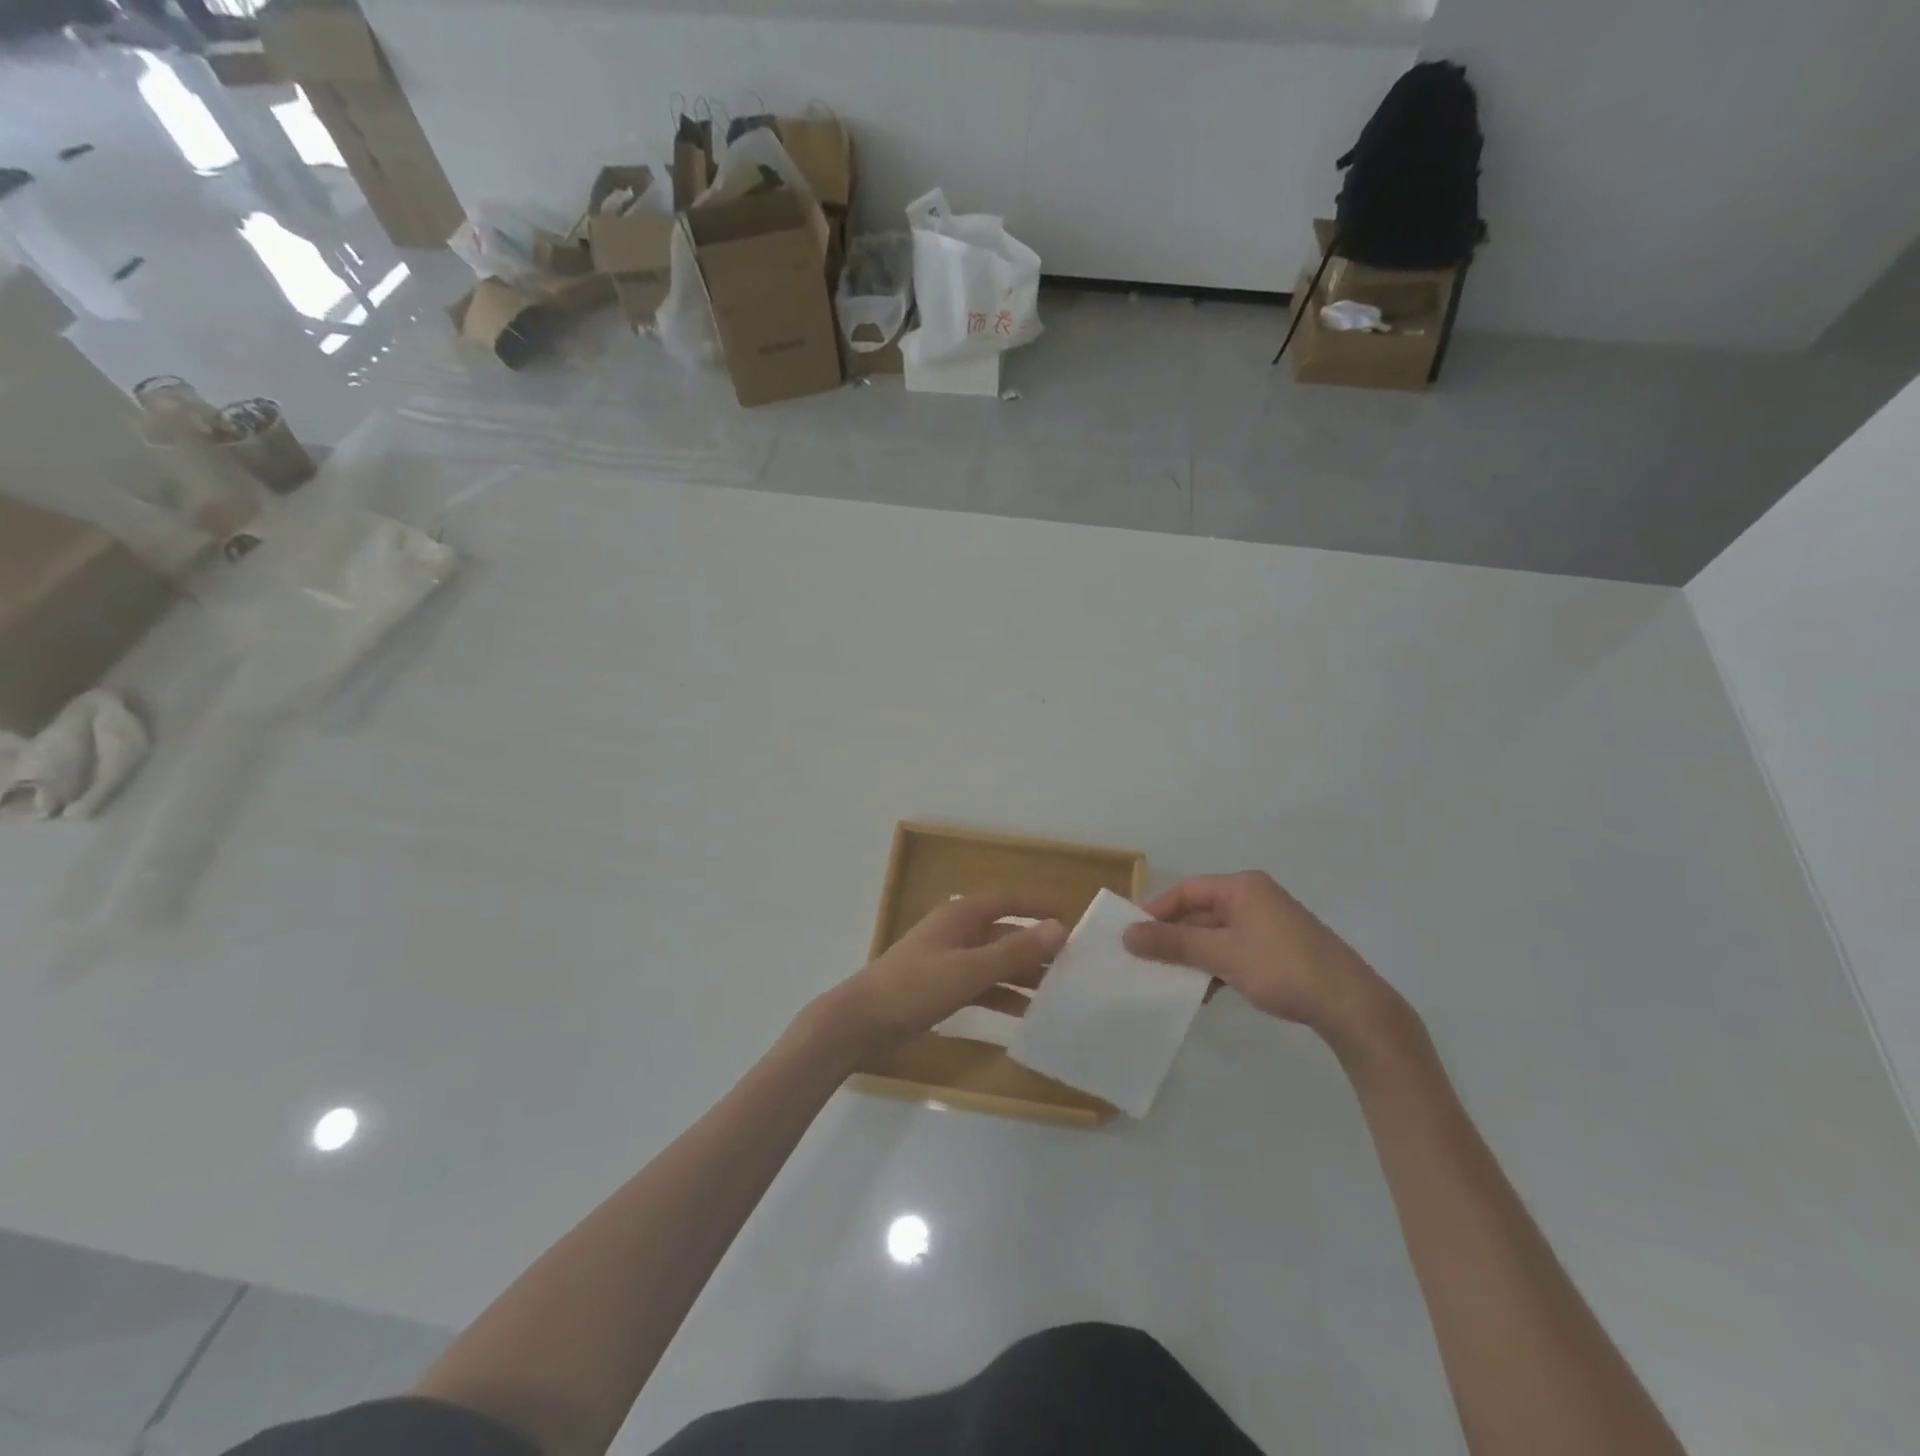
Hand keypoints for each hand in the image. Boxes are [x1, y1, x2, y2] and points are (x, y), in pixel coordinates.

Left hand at [816, 893, 1067, 1060]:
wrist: (861, 1022)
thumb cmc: (915, 987)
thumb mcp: (969, 969)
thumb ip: (1015, 951)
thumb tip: (1059, 928)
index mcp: (961, 916)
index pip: (1008, 901)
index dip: (1038, 908)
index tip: (1072, 921)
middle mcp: (958, 932)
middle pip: (1006, 934)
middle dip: (1037, 949)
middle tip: (1074, 967)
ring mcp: (949, 961)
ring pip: (996, 963)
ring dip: (1024, 976)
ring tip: (1059, 995)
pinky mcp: (942, 988)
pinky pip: (983, 987)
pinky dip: (1004, 997)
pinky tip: (1027, 1017)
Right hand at [1122, 872, 1398, 1052]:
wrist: (1352, 1006)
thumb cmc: (1283, 968)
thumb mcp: (1222, 955)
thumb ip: (1174, 944)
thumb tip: (1127, 934)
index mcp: (1242, 887)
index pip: (1186, 890)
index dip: (1157, 911)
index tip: (1133, 936)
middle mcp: (1254, 898)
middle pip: (1200, 911)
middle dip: (1174, 937)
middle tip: (1145, 960)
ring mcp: (1269, 924)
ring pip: (1216, 934)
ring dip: (1193, 955)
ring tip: (1170, 980)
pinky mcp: (1278, 949)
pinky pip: (1234, 950)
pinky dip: (1216, 966)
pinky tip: (1205, 992)